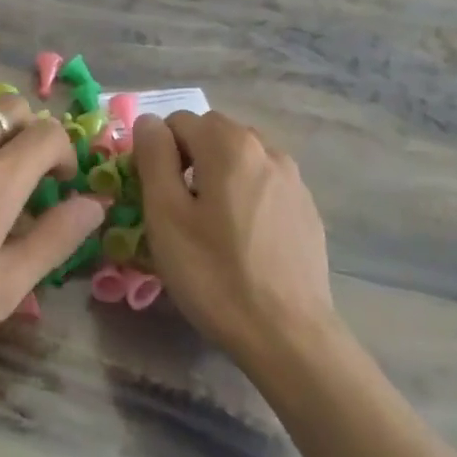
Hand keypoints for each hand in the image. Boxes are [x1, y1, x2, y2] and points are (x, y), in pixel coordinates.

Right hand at [131, 111, 335, 367]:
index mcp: (230, 144)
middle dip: (188, 160)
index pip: (178, 121)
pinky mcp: (307, 208)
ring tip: (211, 227)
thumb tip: (149, 121)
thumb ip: (153, 157)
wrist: (287, 334)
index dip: (158, 153)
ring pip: (240, 159)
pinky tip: (243, 241)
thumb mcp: (166, 216)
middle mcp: (267, 149)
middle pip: (212, 134)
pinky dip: (246, 196)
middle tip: (178, 212)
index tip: (155, 196)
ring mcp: (293, 179)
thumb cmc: (215, 274)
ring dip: (218, 176)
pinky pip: (264, 184)